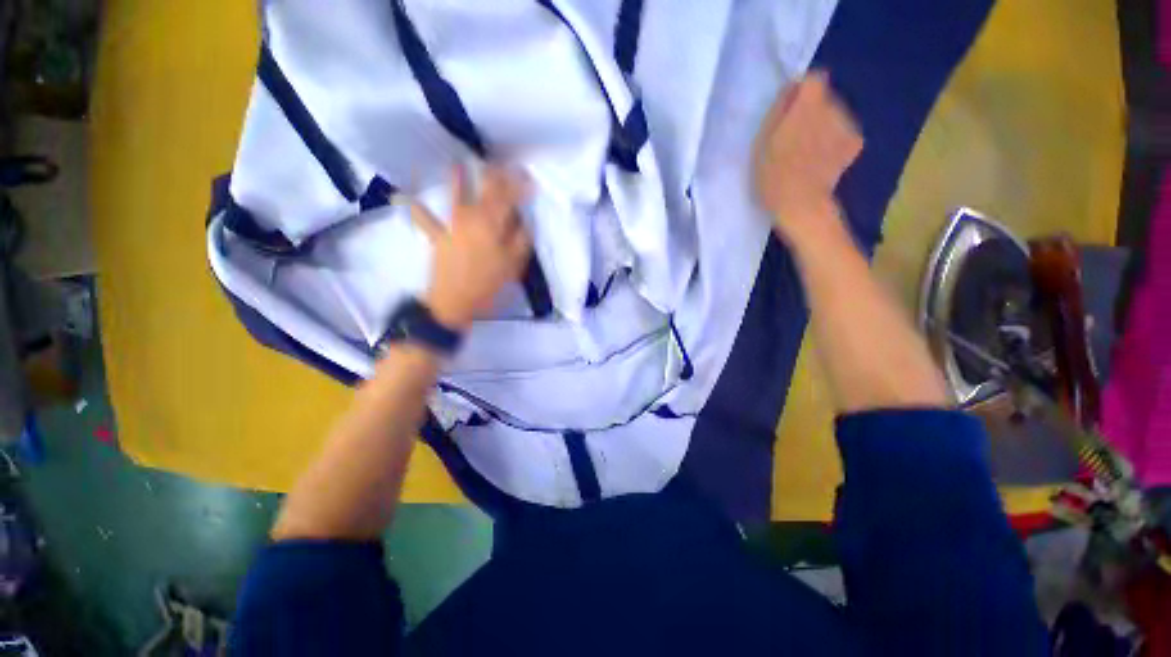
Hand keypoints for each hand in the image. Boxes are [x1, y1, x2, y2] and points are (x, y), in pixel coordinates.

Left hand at [411, 166, 530, 330]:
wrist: (454, 301)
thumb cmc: (488, 283)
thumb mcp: (513, 264)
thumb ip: (520, 239)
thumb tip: (522, 220)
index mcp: (492, 223)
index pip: (507, 196)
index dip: (519, 184)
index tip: (529, 180)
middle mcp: (471, 216)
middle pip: (485, 189)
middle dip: (495, 175)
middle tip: (503, 166)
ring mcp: (452, 225)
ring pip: (455, 195)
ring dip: (457, 178)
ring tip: (457, 163)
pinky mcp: (437, 236)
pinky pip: (424, 219)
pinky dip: (414, 208)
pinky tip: (400, 195)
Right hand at [753, 71, 862, 243]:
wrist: (801, 205)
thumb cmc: (773, 176)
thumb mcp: (761, 143)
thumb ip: (777, 111)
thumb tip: (789, 91)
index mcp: (807, 105)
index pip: (813, 79)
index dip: (800, 92)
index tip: (788, 110)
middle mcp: (833, 108)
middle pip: (823, 98)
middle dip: (810, 112)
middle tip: (793, 137)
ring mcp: (848, 126)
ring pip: (833, 115)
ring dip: (822, 126)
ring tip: (806, 152)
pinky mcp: (855, 143)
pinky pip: (843, 133)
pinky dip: (834, 141)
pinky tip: (822, 159)